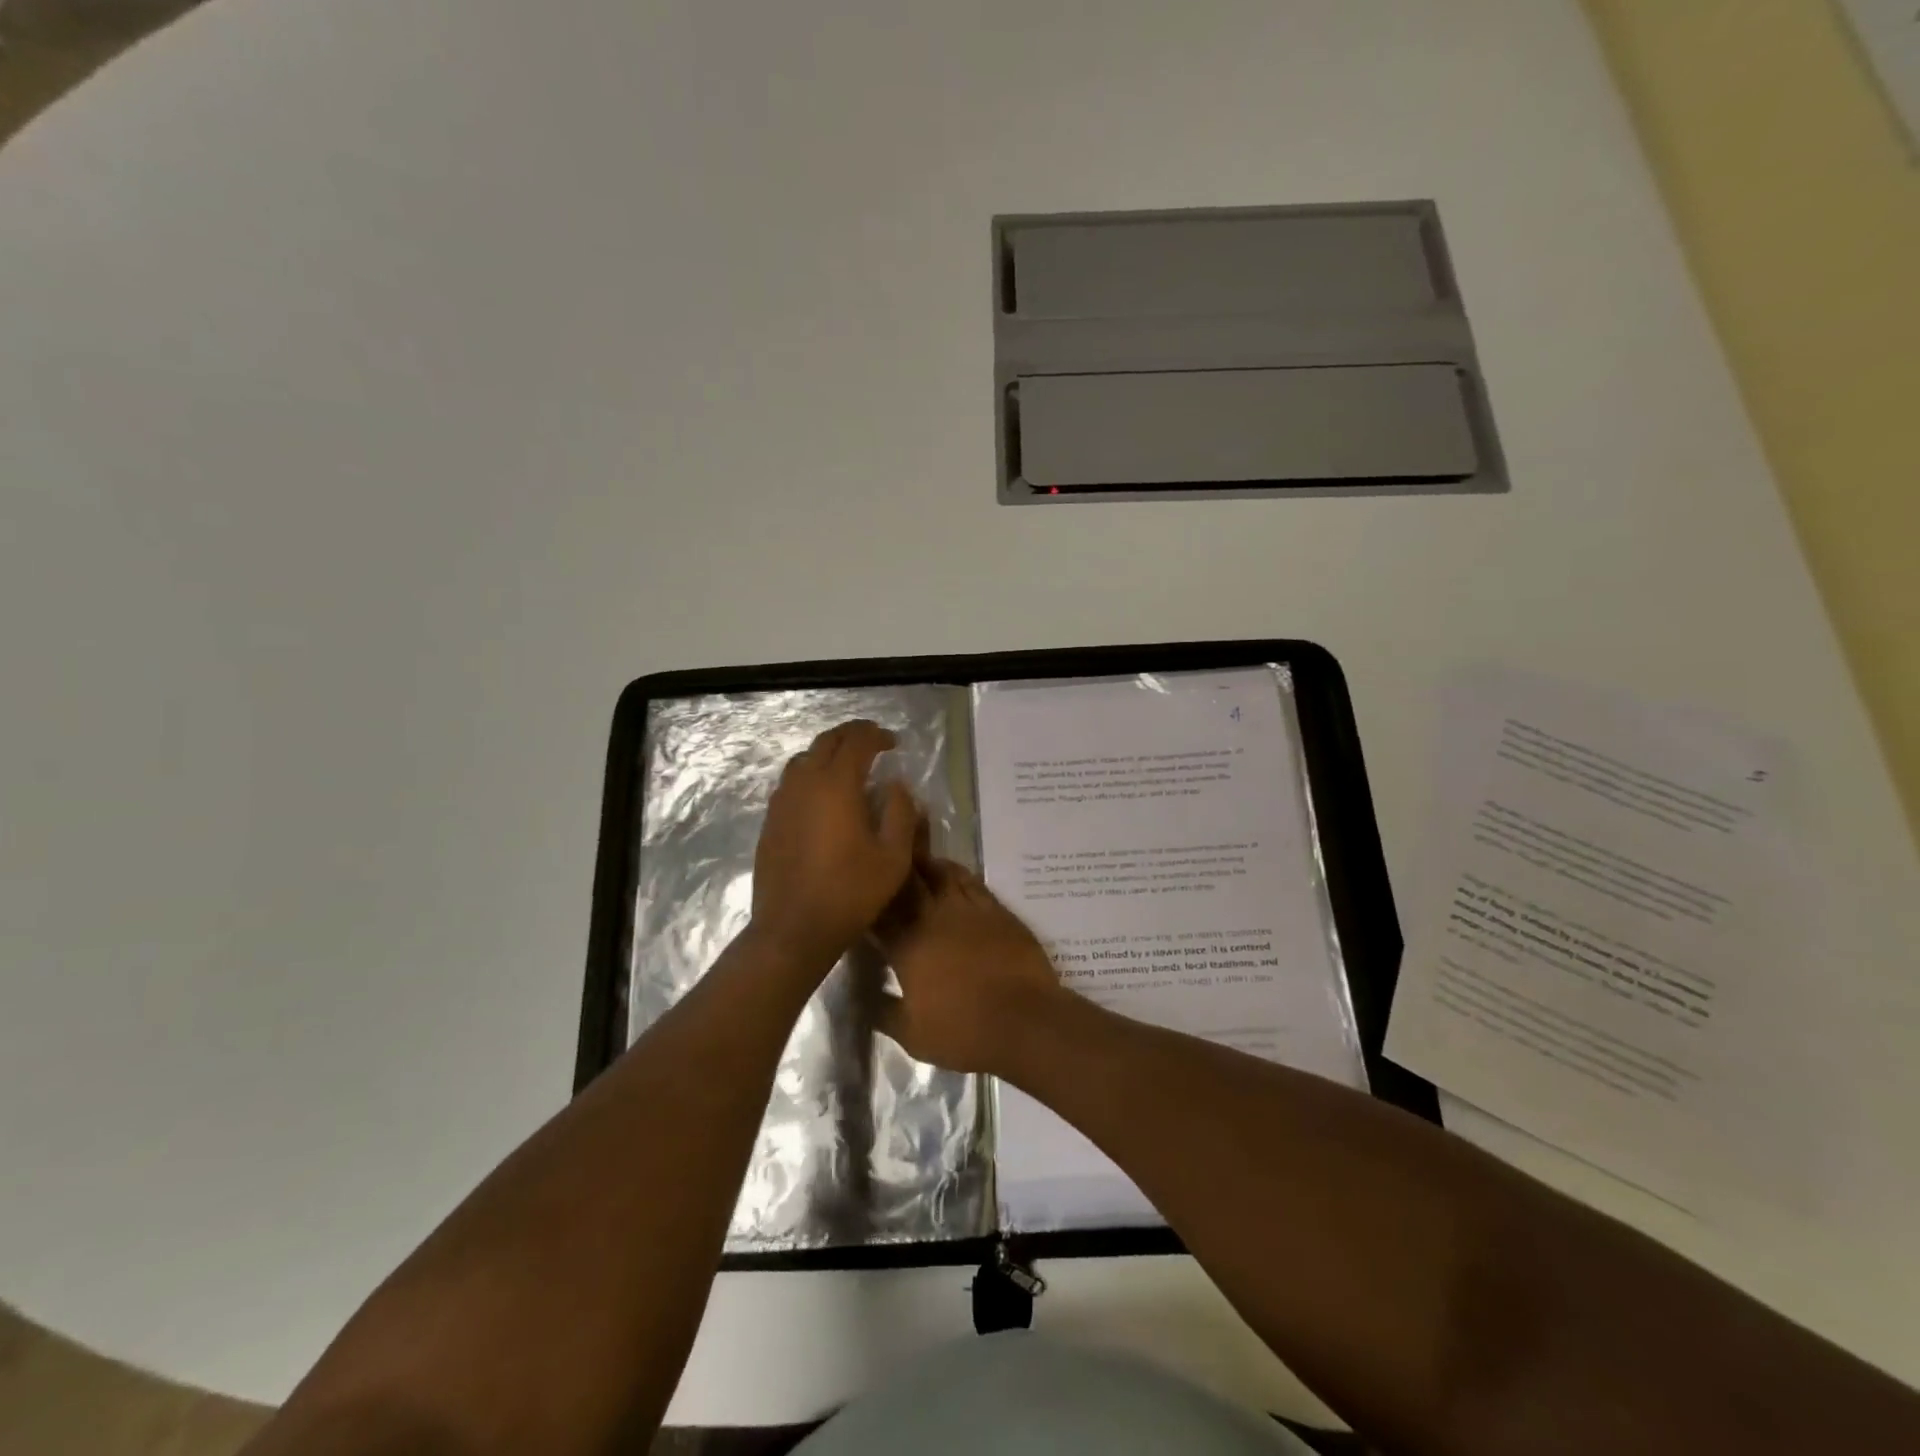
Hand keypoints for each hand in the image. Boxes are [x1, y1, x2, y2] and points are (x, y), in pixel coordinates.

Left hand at [750, 720, 921, 968]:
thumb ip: (900, 812)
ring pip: (803, 759)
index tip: (893, 742)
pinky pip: (791, 783)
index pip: (856, 741)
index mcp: (837, 785)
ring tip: (848, 766)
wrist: (793, 929)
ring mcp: (782, 802)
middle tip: (872, 743)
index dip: (876, 734)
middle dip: (851, 735)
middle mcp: (804, 783)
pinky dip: (811, 775)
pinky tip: (823, 797)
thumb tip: (895, 785)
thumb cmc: (850, 893)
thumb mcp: (893, 857)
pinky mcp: (770, 821)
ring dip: (828, 753)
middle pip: (826, 741)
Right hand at [872, 859, 1065, 1074]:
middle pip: (908, 881)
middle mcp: (934, 918)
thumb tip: (861, 996)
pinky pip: (971, 881)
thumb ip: (883, 1012)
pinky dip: (957, 873)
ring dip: (925, 865)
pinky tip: (952, 875)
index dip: (867, 902)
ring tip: (916, 862)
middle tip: (884, 864)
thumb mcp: (912, 1035)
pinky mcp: (996, 909)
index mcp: (907, 946)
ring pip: (941, 872)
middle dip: (894, 871)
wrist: (1024, 1021)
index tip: (860, 898)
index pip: (878, 914)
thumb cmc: (963, 1032)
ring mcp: (968, 909)